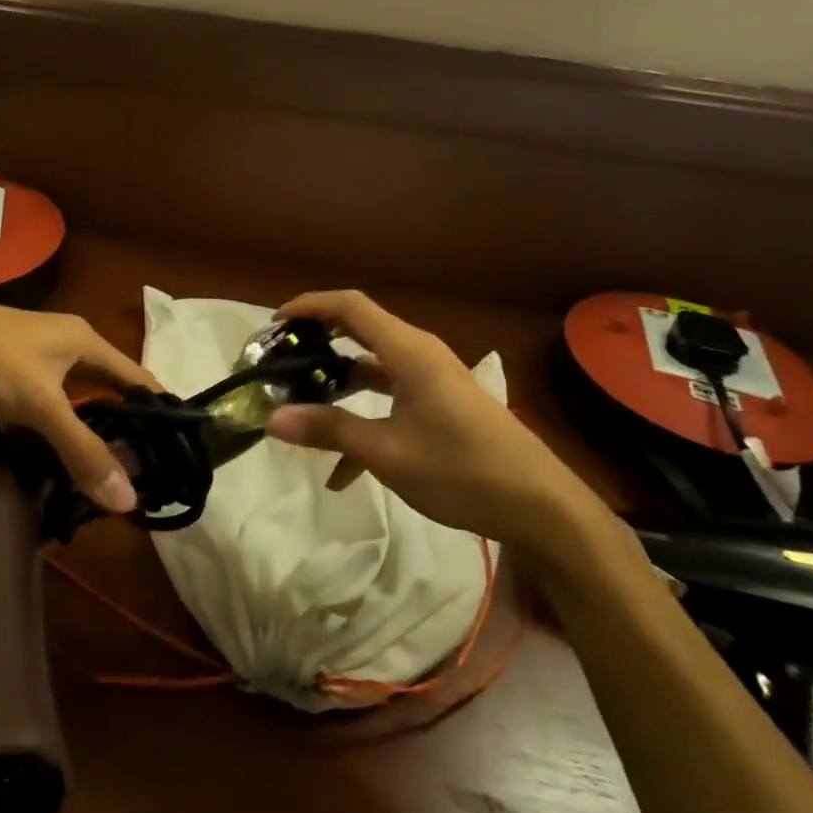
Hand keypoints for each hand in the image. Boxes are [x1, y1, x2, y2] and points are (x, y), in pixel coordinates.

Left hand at [0, 292, 156, 511]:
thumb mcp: (40, 404)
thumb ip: (82, 450)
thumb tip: (129, 500)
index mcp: (84, 341)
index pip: (136, 376)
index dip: (158, 406)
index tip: (177, 444)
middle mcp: (65, 344)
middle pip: (106, 388)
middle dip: (122, 425)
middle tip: (139, 469)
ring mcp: (33, 359)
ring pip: (73, 399)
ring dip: (86, 430)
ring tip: (103, 470)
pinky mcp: (6, 374)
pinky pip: (44, 406)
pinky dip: (53, 430)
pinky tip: (54, 457)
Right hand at [264, 290, 607, 555]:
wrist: (540, 507)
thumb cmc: (462, 469)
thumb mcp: (388, 453)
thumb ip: (329, 431)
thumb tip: (272, 420)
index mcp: (408, 351)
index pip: (350, 307)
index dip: (309, 306)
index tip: (274, 324)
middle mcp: (418, 355)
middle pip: (358, 331)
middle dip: (316, 343)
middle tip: (278, 361)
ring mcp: (430, 381)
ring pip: (371, 367)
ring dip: (336, 383)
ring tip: (298, 405)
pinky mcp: (438, 405)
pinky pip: (389, 399)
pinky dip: (361, 419)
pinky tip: (340, 471)